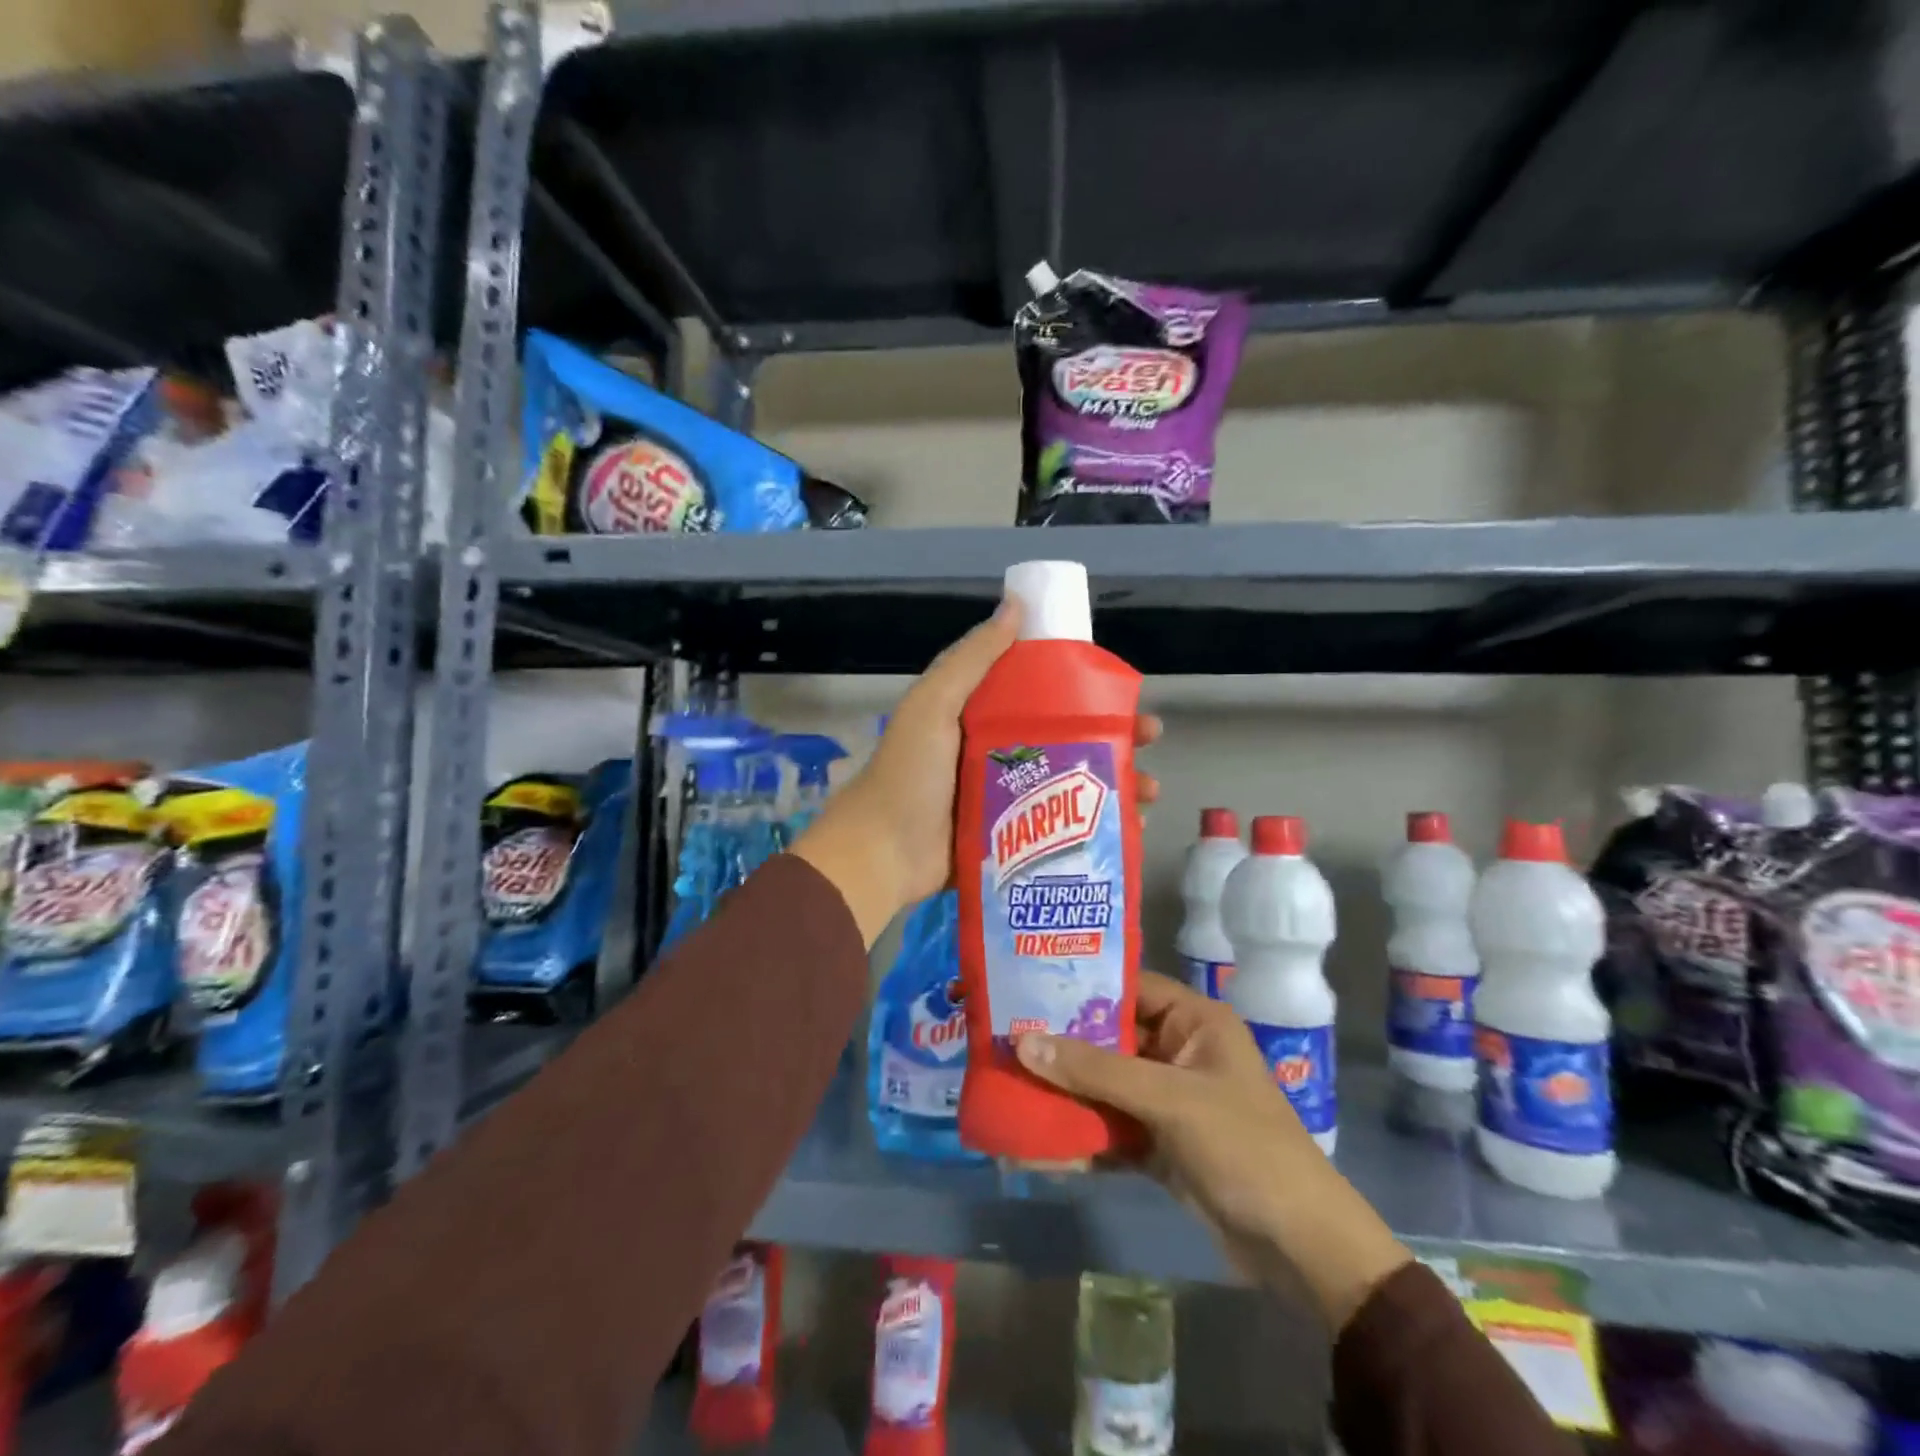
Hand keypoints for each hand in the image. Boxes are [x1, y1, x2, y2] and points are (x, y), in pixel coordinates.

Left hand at [791, 600, 1161, 944]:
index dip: (1084, 690)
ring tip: (1149, 793)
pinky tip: (1129, 830)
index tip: (1122, 692)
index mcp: (981, 718)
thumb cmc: (910, 774)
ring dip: (1113, 785)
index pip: (1043, 695)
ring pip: (1072, 786)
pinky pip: (1061, 829)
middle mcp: (998, 754)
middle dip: (1112, 739)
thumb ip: (971, 659)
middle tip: (1150, 740)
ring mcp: (1007, 801)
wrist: (882, 853)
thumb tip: (1015, 605)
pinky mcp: (1012, 841)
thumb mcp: (934, 705)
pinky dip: (1095, 829)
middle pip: (1067, 740)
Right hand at [1014, 973, 1411, 1330]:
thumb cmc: (1243, 1147)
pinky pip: (1110, 1129)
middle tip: (1004, 1036)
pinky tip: (1037, 1145)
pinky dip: (1080, 1137)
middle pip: (1109, 1038)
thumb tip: (1023, 1043)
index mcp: (1195, 1021)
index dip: (1081, 985)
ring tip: (1009, 1087)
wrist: (1300, 1249)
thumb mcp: (1169, 1099)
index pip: (1130, 988)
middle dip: (1062, 1045)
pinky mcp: (1160, 1144)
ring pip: (1105, 1086)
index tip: (1026, 986)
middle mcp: (1179, 1052)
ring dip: (1065, 1093)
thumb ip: (1096, 1071)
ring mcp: (1168, 1100)